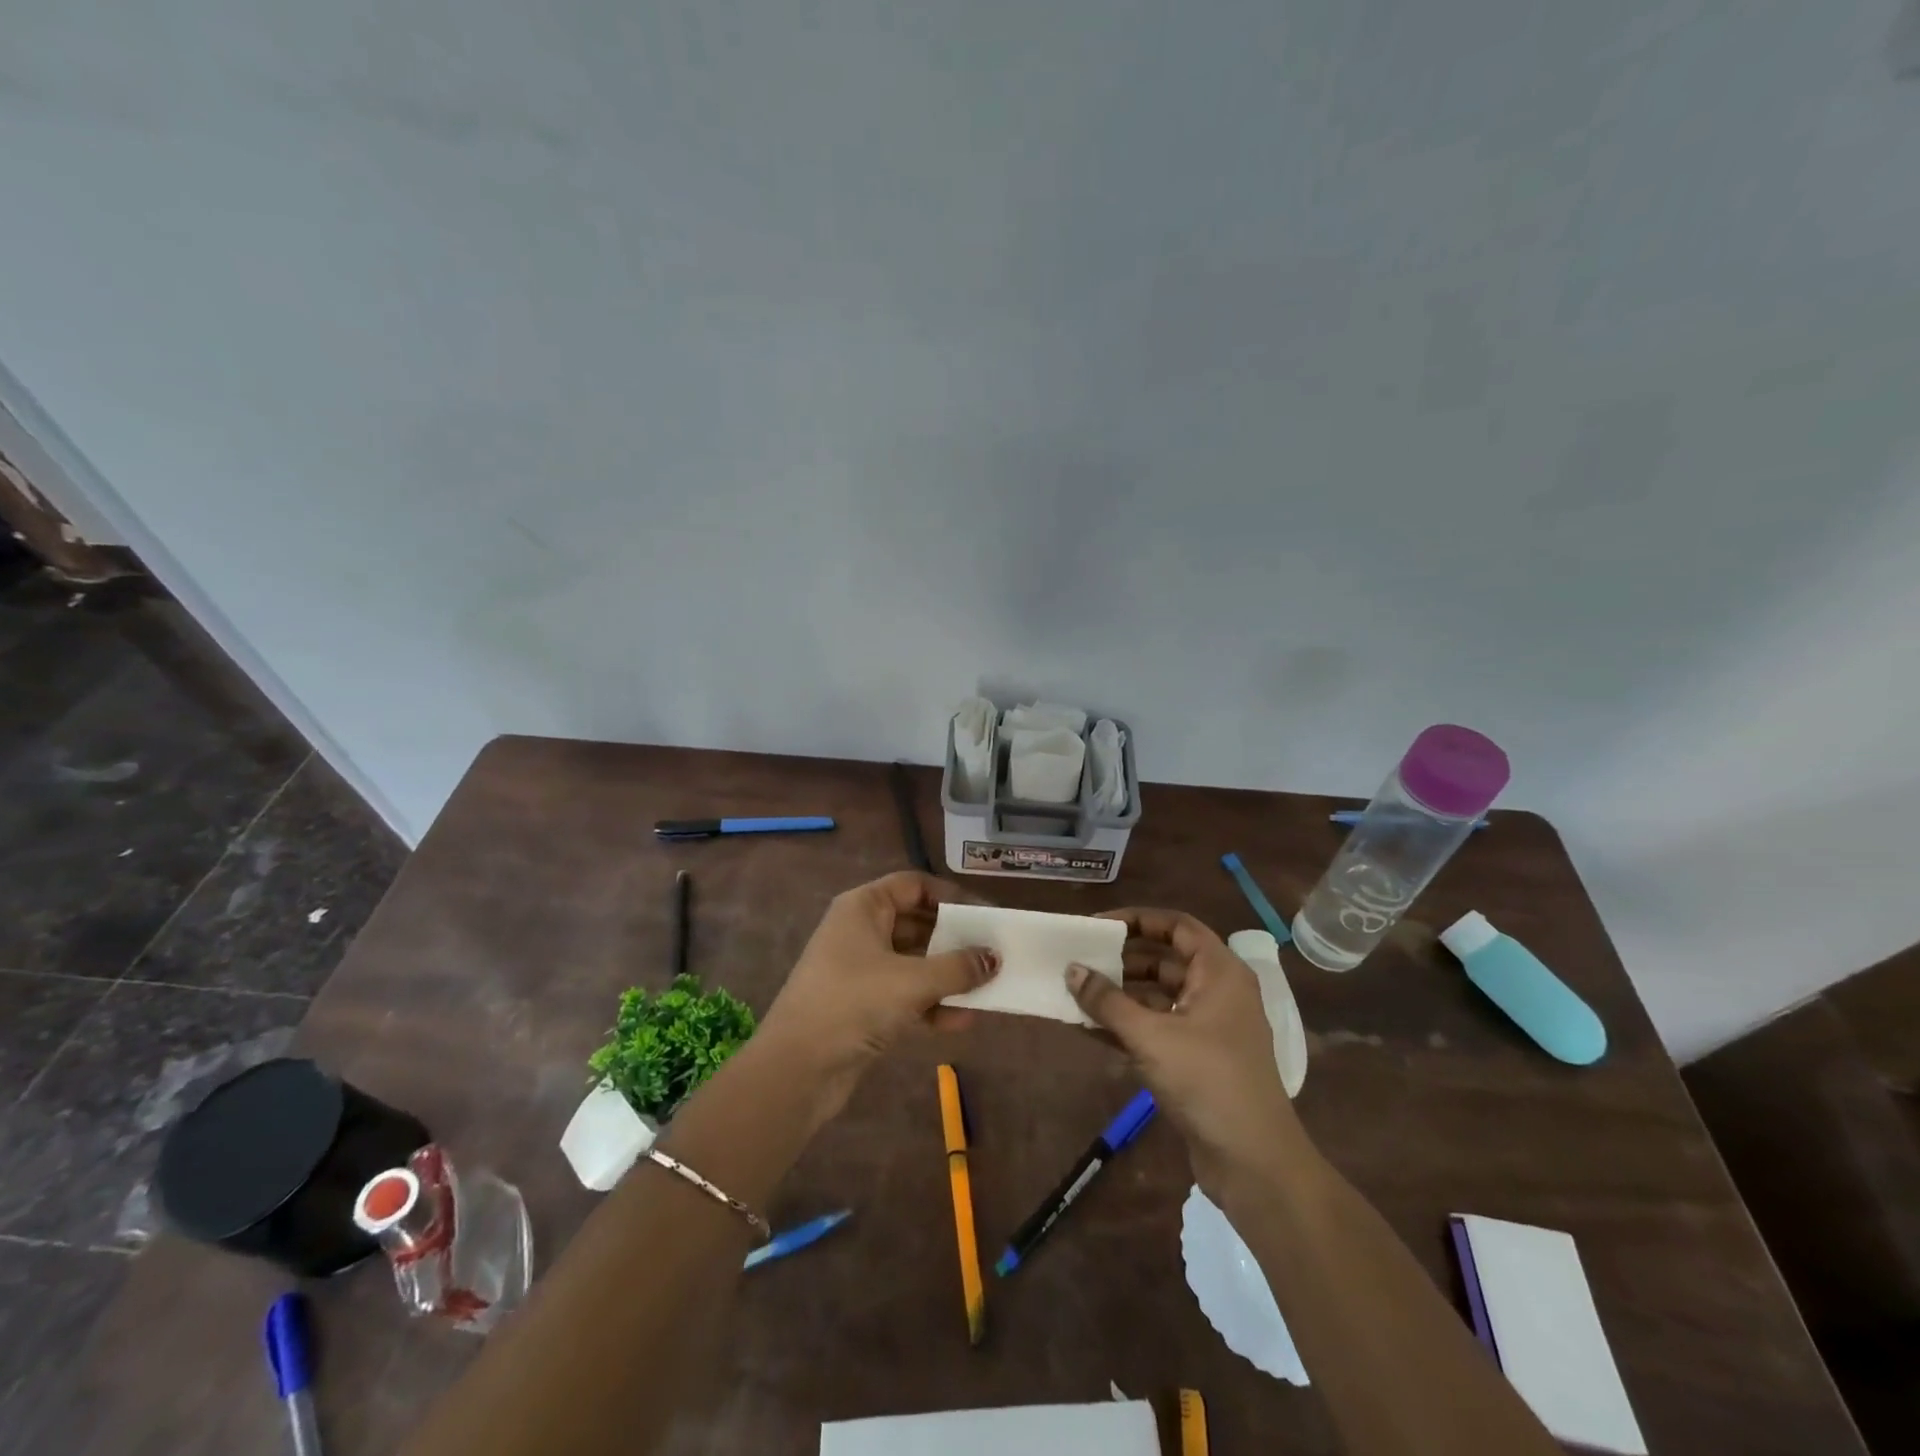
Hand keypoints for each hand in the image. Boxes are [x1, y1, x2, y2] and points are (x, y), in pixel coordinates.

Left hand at [757, 871, 998, 1124]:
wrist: (795, 1070)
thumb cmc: (852, 1004)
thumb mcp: (911, 981)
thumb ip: (957, 967)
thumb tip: (995, 958)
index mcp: (863, 907)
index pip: (914, 885)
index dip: (950, 897)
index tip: (985, 915)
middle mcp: (861, 931)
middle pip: (917, 923)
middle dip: (955, 940)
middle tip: (993, 952)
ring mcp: (860, 969)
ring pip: (914, 962)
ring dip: (948, 976)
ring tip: (986, 988)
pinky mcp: (863, 1005)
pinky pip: (906, 994)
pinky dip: (931, 1004)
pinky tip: (960, 1021)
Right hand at [1066, 908, 1309, 1202]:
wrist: (1253, 1162)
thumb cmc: (1207, 1081)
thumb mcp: (1151, 1036)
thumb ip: (1107, 1001)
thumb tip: (1071, 969)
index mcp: (1219, 972)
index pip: (1177, 926)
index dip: (1138, 920)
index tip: (1098, 926)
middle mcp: (1217, 992)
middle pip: (1165, 960)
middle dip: (1122, 959)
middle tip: (1080, 959)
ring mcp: (1209, 1027)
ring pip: (1158, 996)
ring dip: (1120, 994)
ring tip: (1077, 992)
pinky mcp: (1198, 1059)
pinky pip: (1157, 1027)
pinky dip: (1127, 1024)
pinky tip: (1088, 1027)